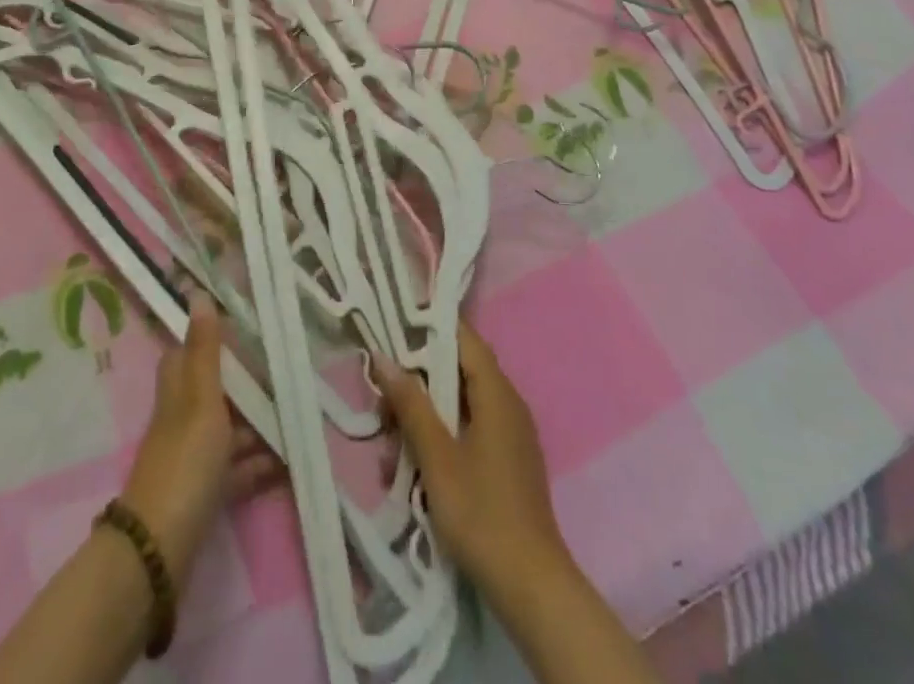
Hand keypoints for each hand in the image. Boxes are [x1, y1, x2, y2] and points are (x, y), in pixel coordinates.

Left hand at [120, 292, 279, 583]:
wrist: (160, 549)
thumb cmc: (184, 461)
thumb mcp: (201, 400)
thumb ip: (205, 352)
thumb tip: (198, 295)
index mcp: (178, 391)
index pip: (187, 353)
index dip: (210, 338)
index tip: (246, 327)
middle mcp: (182, 418)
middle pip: (214, 391)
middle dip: (247, 384)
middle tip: (285, 372)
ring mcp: (192, 456)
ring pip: (228, 430)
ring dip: (258, 425)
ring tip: (296, 416)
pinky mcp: (204, 492)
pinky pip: (235, 469)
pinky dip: (257, 464)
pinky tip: (286, 461)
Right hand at [373, 320, 572, 600]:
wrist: (531, 588)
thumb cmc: (481, 513)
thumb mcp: (437, 456)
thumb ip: (411, 404)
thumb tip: (383, 357)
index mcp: (497, 393)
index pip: (463, 338)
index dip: (429, 326)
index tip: (393, 325)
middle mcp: (507, 404)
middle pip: (456, 372)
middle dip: (417, 384)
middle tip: (382, 403)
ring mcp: (509, 435)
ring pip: (458, 405)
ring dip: (423, 418)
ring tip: (391, 447)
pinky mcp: (505, 462)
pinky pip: (467, 431)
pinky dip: (439, 439)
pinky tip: (412, 469)